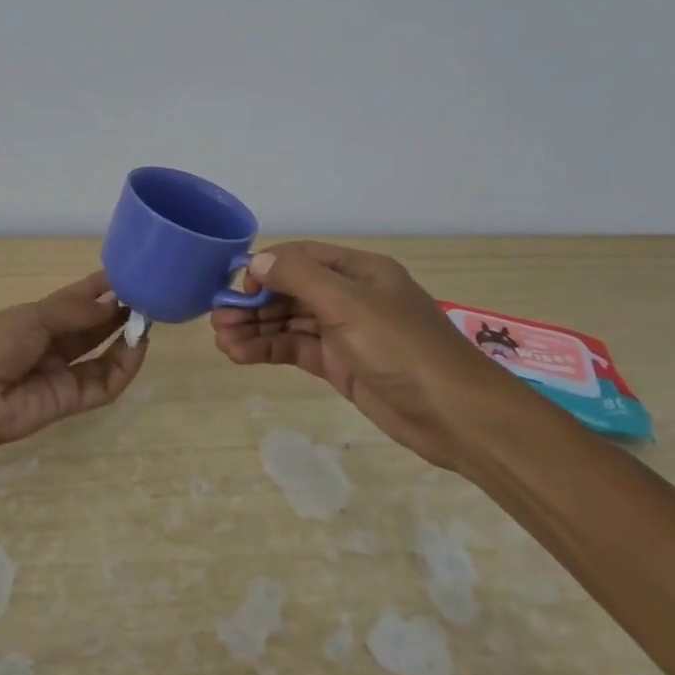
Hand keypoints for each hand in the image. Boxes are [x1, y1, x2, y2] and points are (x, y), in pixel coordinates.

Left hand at [0, 270, 147, 450]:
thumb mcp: (32, 317)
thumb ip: (75, 311)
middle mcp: (51, 344)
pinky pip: (102, 385)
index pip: (75, 300)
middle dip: (118, 312)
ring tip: (148, 320)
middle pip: (92, 327)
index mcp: (35, 319)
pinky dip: (123, 368)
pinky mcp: (69, 402)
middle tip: (147, 297)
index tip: (129, 274)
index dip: (100, 288)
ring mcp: (60, 374)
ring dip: (125, 338)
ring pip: (101, 355)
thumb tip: (113, 302)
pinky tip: (138, 347)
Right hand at [210, 241, 514, 469]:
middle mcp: (350, 297)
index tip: (237, 289)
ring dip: (256, 329)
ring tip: (221, 341)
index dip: (266, 269)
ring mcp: (345, 333)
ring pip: (290, 322)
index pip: (301, 258)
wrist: (456, 417)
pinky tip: (240, 355)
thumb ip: (300, 278)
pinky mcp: (342, 365)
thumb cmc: (402, 349)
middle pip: (291, 291)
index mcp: (359, 271)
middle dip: (254, 304)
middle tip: (217, 321)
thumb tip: (256, 260)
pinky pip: (297, 349)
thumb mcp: (350, 304)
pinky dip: (269, 350)